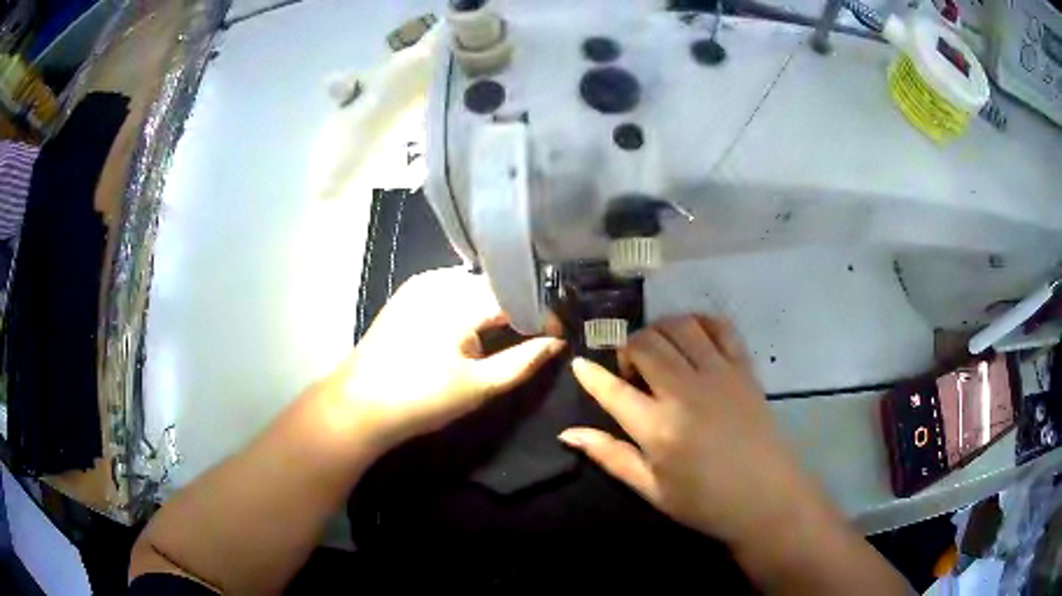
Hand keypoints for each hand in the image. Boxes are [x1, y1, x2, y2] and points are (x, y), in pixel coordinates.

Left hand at [341, 267, 564, 449]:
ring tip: (508, 334)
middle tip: (536, 336)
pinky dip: (469, 305)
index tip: (557, 337)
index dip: (542, 315)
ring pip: (473, 286)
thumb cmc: (420, 398)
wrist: (358, 405)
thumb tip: (557, 343)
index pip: (516, 295)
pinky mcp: (408, 294)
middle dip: (518, 309)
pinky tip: (472, 329)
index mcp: (459, 299)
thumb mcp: (479, 386)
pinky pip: (451, 290)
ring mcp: (420, 284)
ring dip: (494, 306)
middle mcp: (440, 280)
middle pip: (495, 286)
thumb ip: (523, 361)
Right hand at [559, 315, 823, 548]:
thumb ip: (610, 457)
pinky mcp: (744, 368)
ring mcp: (719, 374)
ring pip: (679, 326)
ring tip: (659, 353)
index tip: (580, 364)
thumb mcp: (651, 490)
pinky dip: (700, 323)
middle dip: (626, 349)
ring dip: (659, 331)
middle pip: (645, 344)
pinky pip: (720, 327)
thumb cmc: (705, 502)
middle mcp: (686, 392)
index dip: (590, 374)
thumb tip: (568, 434)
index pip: (612, 390)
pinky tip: (693, 339)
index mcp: (658, 429)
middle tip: (630, 372)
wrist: (767, 497)